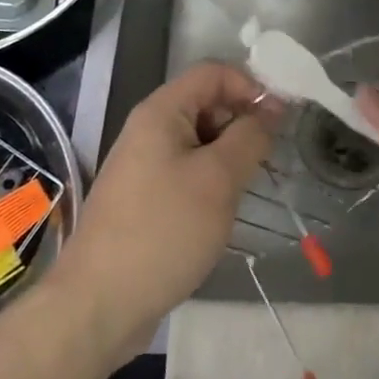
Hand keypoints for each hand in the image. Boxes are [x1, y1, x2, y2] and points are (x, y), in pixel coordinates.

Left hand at [47, 62, 274, 361]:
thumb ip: (250, 137)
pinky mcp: (144, 199)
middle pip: (206, 104)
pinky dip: (211, 182)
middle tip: (269, 160)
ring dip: (230, 156)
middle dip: (242, 124)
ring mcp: (144, 165)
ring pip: (200, 142)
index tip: (280, 121)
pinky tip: (223, 212)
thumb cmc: (163, 231)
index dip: (250, 86)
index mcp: (161, 111)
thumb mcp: (218, 180)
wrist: (98, 306)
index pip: (214, 72)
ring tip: (249, 189)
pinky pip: (187, 172)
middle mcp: (149, 129)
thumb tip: (272, 108)